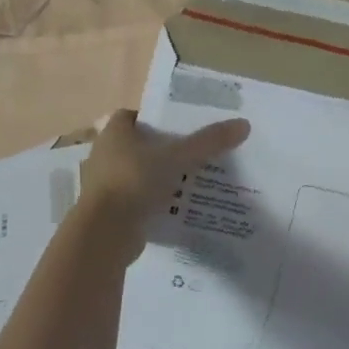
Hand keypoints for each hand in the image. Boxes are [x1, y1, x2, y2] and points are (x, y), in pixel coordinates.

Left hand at [78, 110, 249, 260]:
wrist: (105, 232)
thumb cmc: (135, 181)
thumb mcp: (178, 157)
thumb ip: (209, 142)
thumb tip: (244, 124)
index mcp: (114, 133)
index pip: (133, 116)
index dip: (155, 118)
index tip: (181, 126)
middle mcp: (104, 154)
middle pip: (138, 145)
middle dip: (163, 148)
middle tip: (194, 152)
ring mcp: (105, 185)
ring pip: (138, 173)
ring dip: (160, 176)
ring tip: (191, 179)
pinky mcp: (111, 210)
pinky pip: (138, 198)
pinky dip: (154, 200)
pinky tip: (178, 205)